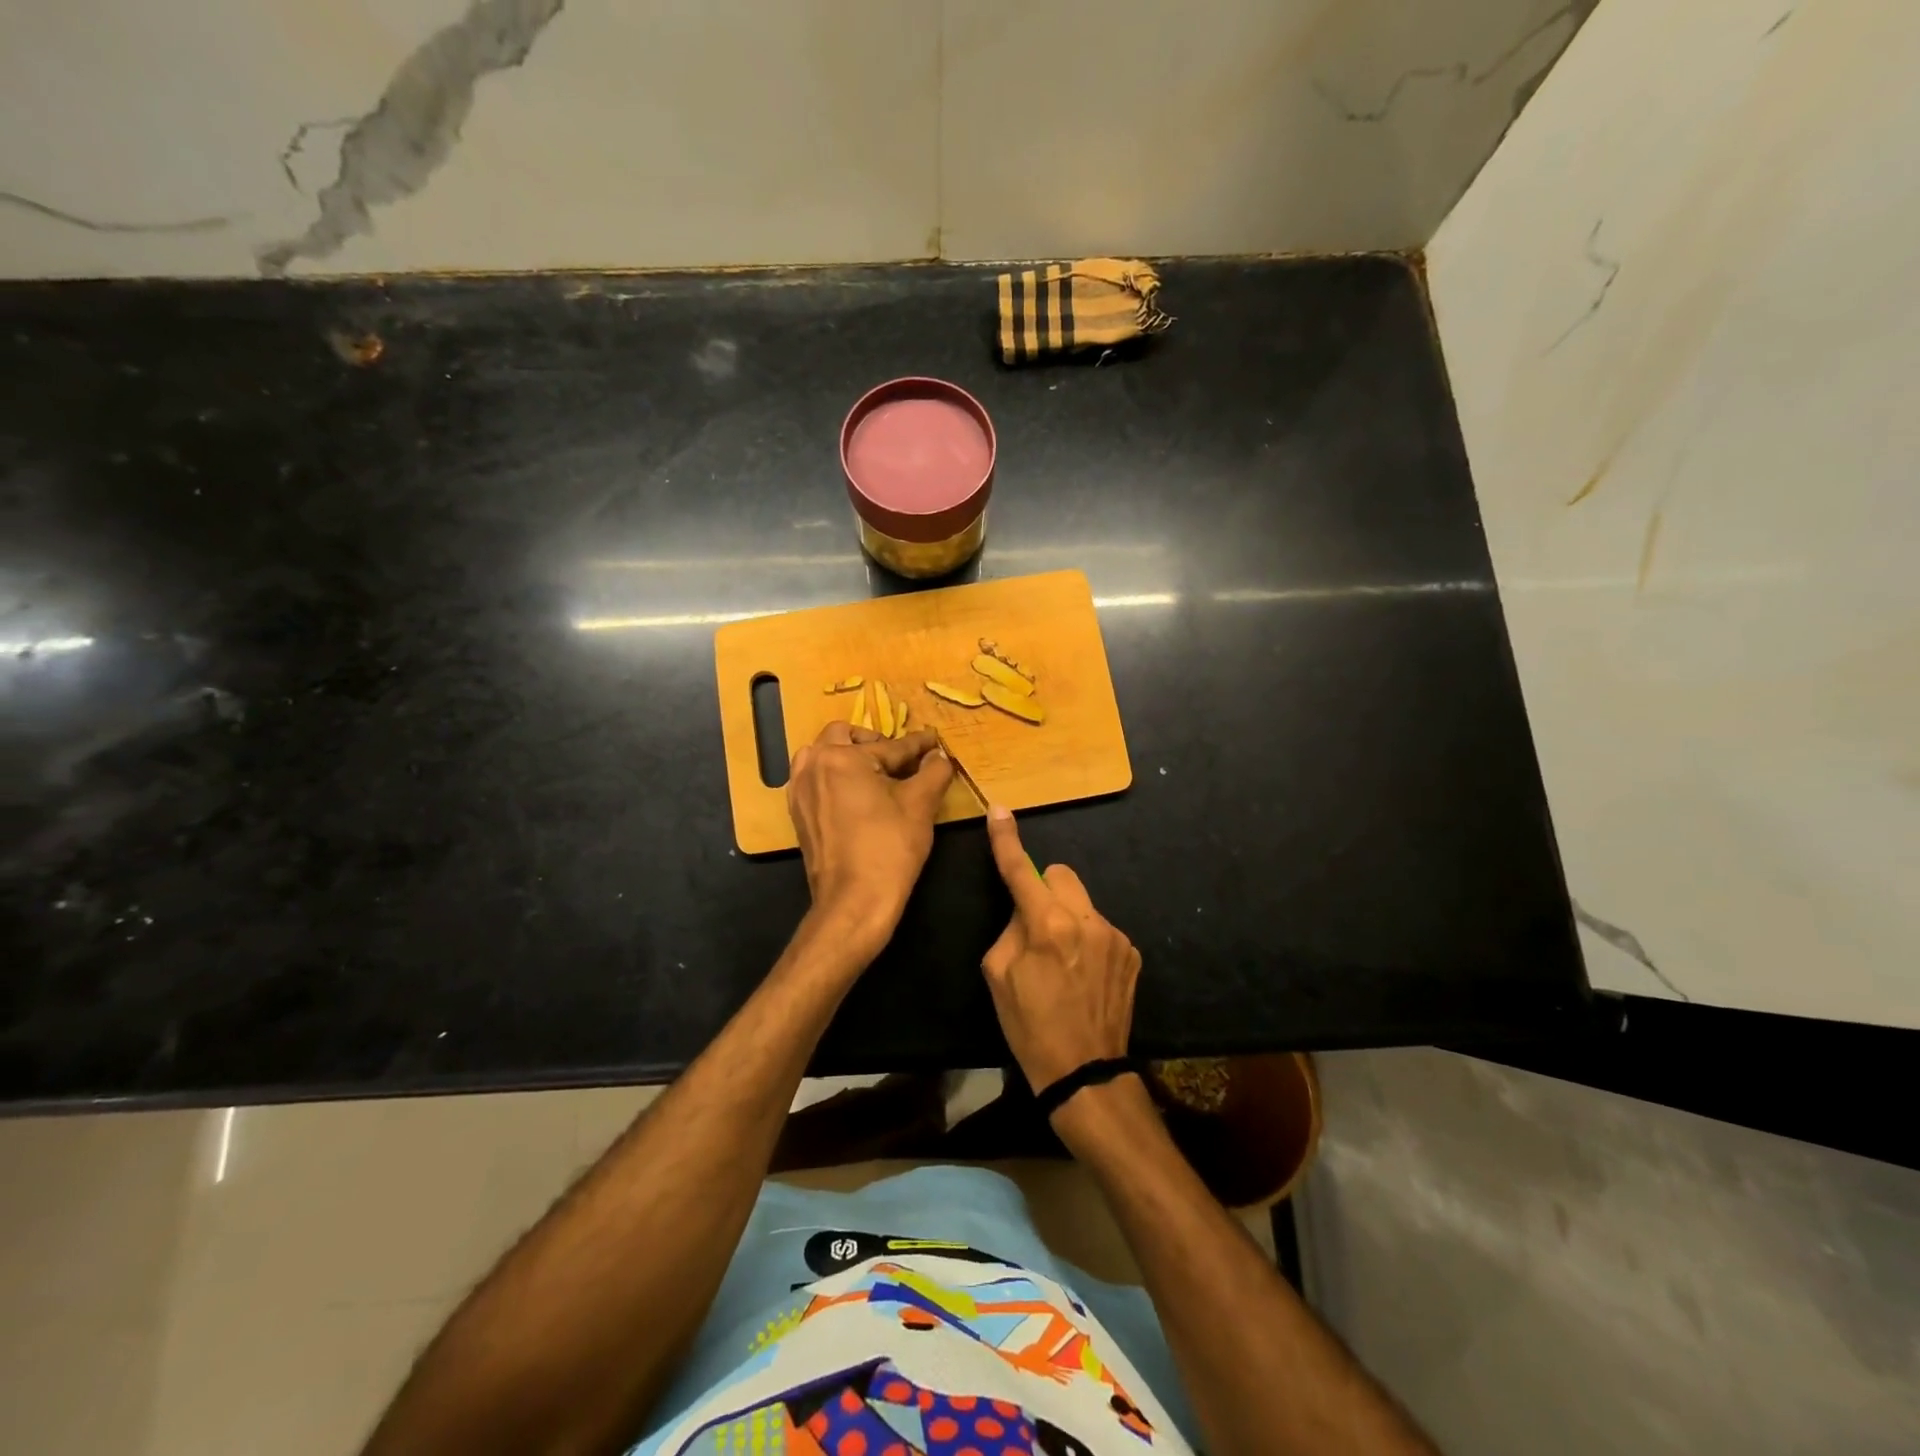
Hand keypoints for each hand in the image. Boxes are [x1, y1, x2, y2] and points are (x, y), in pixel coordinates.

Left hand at [786, 722, 953, 958]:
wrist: (854, 901)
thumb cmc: (889, 848)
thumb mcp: (921, 804)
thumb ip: (933, 771)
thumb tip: (938, 755)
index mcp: (841, 757)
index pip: (889, 745)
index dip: (918, 745)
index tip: (934, 741)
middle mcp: (812, 765)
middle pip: (844, 736)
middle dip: (874, 741)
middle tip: (899, 759)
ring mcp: (800, 790)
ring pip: (822, 754)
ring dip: (848, 755)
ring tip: (875, 774)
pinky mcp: (798, 813)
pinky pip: (815, 778)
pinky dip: (834, 776)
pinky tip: (856, 795)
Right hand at [980, 805, 1141, 1097]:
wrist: (1084, 1072)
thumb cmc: (1030, 1026)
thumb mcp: (998, 975)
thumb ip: (1011, 929)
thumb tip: (1025, 910)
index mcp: (1048, 925)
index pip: (1022, 870)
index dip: (1006, 840)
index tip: (1000, 811)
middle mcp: (1087, 920)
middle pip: (1061, 874)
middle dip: (1044, 889)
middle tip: (1034, 926)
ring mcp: (1115, 936)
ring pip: (1082, 902)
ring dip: (1067, 917)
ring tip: (1062, 961)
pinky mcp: (1132, 953)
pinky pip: (1100, 928)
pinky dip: (1087, 939)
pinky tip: (1084, 975)